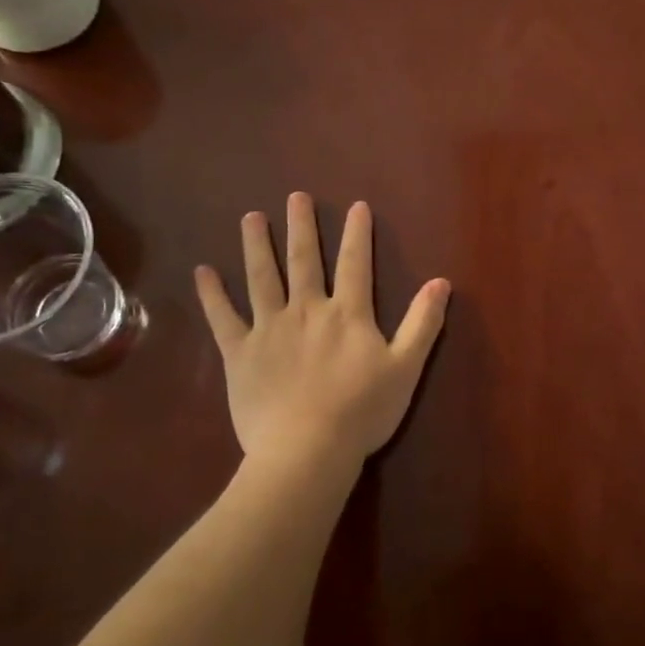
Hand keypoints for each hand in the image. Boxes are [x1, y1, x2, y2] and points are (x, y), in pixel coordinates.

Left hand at [194, 194, 449, 469]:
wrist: (307, 449)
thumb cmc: (362, 411)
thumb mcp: (406, 368)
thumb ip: (422, 323)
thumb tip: (441, 282)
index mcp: (348, 314)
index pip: (355, 263)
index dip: (357, 233)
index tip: (355, 206)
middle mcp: (307, 310)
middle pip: (303, 261)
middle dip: (301, 227)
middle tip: (295, 196)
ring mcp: (269, 329)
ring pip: (261, 278)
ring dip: (256, 246)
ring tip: (251, 217)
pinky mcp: (240, 353)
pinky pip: (223, 318)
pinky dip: (212, 294)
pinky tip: (203, 271)